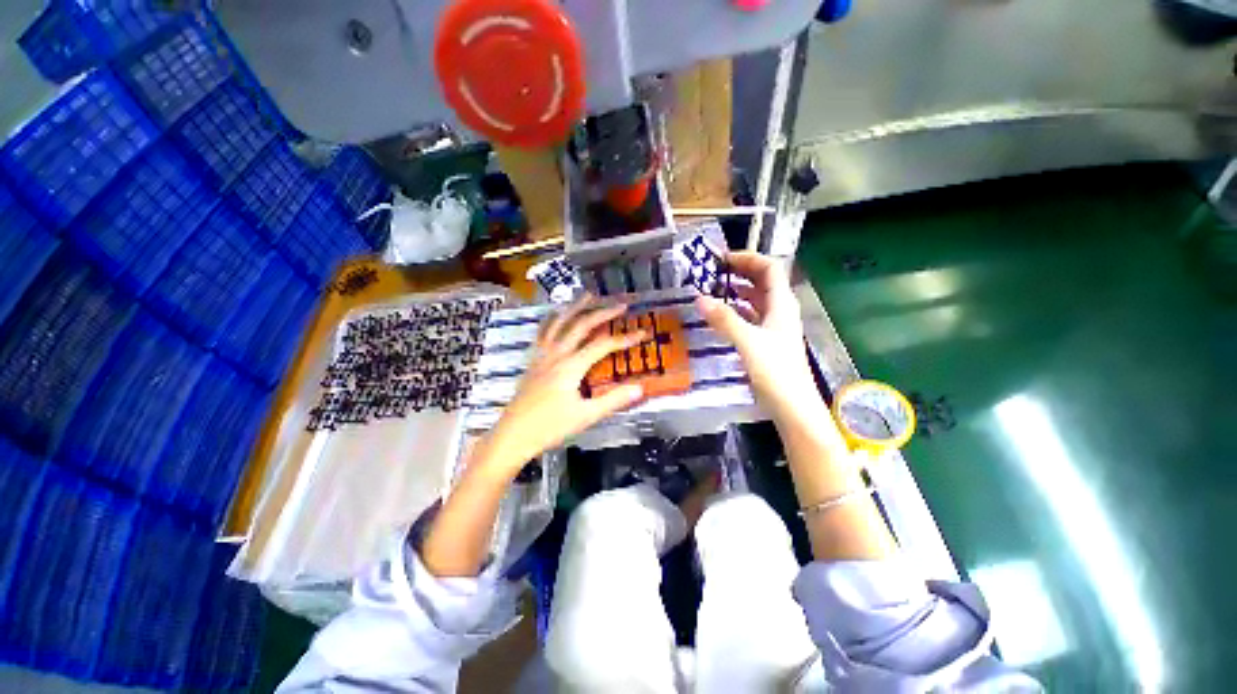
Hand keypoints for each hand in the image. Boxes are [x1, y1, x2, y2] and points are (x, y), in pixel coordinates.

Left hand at [483, 295, 648, 470]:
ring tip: (588, 295)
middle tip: (620, 304)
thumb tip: (640, 387)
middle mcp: (557, 354)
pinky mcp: (533, 360)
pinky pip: (544, 332)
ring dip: (576, 307)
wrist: (513, 435)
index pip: (603, 345)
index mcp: (571, 366)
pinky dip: (553, 319)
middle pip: (581, 326)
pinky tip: (556, 314)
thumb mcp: (586, 416)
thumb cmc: (550, 427)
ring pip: (559, 323)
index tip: (643, 333)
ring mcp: (542, 355)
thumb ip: (613, 400)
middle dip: (602, 313)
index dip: (624, 338)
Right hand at [696, 252, 819, 418]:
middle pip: (763, 282)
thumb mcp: (748, 342)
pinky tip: (721, 316)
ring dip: (737, 291)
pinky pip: (751, 317)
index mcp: (782, 304)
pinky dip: (736, 311)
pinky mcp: (767, 342)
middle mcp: (780, 311)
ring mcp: (774, 327)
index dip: (748, 258)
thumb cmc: (776, 372)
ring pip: (756, 300)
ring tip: (713, 290)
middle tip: (713, 272)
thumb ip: (724, 319)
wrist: (793, 407)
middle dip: (740, 272)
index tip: (722, 259)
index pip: (770, 268)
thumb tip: (699, 298)